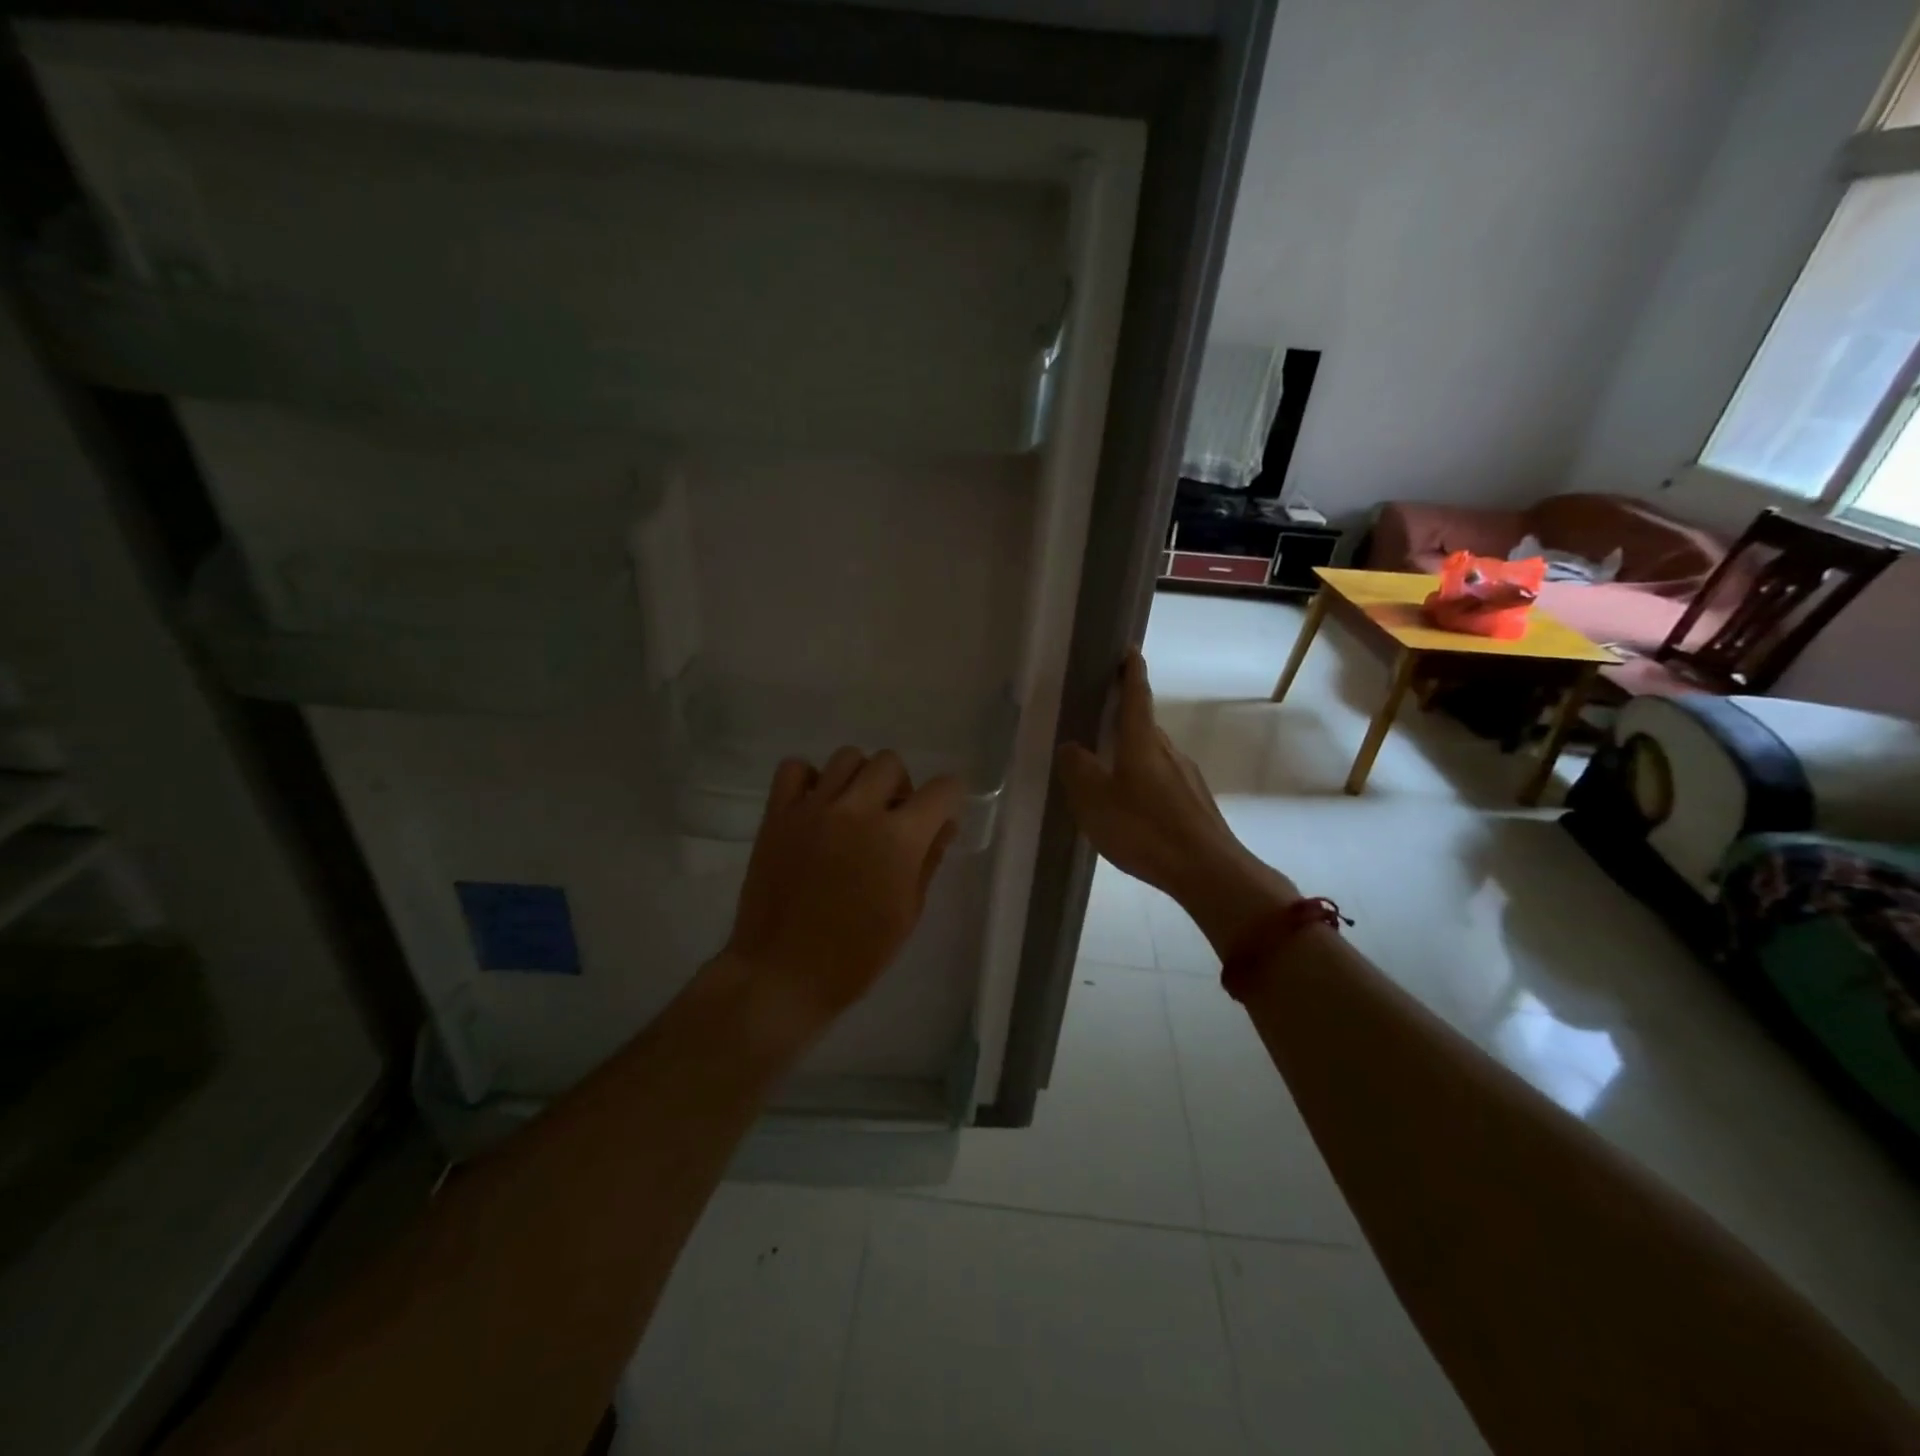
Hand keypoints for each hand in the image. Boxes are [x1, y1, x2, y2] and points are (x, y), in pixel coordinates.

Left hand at [724, 748, 961, 1032]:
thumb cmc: (856, 956)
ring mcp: (814, 808)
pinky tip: (815, 807)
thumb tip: (942, 825)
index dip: (949, 800)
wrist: (783, 974)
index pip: (942, 789)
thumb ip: (928, 860)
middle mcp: (858, 810)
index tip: (939, 817)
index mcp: (898, 839)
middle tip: (891, 820)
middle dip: (901, 787)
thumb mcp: (907, 913)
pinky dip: (809, 779)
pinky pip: (795, 768)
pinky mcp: (777, 814)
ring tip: (852, 811)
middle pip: (891, 762)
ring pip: (847, 757)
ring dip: (859, 779)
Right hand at [1056, 651, 1296, 954]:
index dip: (1131, 671)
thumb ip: (1078, 769)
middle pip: (1145, 725)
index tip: (1129, 649)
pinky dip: (1144, 781)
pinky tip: (1132, 806)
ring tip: (1108, 768)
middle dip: (1125, 717)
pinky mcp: (1196, 803)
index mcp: (1142, 741)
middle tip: (1099, 717)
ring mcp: (1187, 777)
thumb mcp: (1094, 799)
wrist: (1207, 871)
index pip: (1137, 695)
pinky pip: (1163, 781)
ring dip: (1133, 753)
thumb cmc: (1144, 829)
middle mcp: (1169, 751)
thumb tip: (1071, 746)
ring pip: (1154, 755)